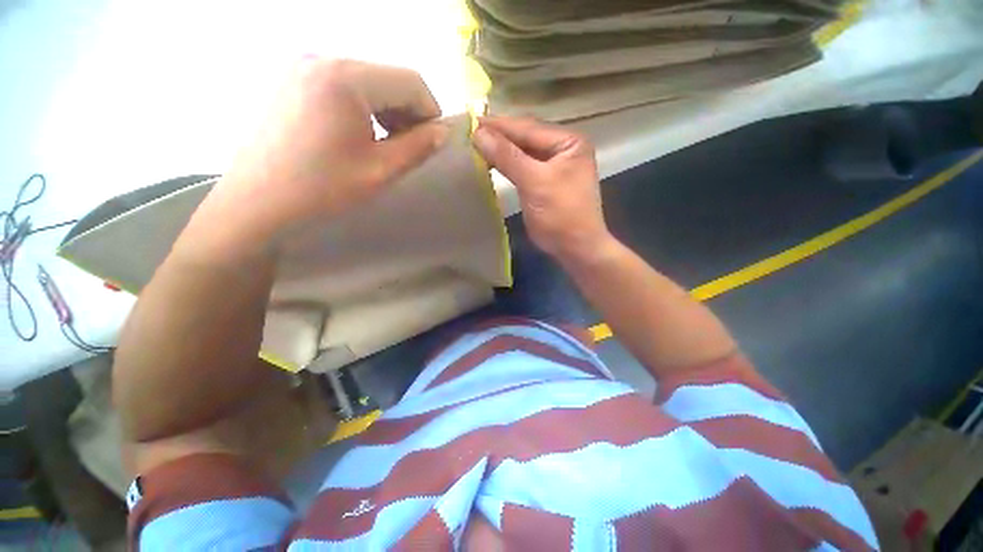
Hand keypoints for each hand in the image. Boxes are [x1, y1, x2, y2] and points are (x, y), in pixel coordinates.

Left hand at [182, 58, 448, 261]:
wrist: (257, 202)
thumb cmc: (322, 188)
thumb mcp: (381, 170)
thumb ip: (418, 147)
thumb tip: (442, 131)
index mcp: (346, 77)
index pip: (410, 80)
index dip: (430, 111)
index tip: (432, 141)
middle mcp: (323, 58)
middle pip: (387, 77)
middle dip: (408, 111)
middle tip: (409, 146)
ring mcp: (302, 67)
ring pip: (366, 81)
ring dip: (386, 110)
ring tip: (385, 143)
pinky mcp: (291, 80)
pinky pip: (342, 85)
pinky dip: (362, 107)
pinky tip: (357, 134)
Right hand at [472, 116, 612, 262]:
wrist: (575, 248)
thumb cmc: (561, 214)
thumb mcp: (535, 182)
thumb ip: (507, 156)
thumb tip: (478, 133)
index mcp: (568, 142)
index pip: (528, 127)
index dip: (498, 125)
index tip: (470, 122)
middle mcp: (562, 148)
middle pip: (525, 138)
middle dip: (498, 136)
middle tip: (468, 133)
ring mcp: (554, 166)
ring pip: (522, 153)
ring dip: (500, 150)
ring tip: (474, 146)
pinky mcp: (544, 182)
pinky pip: (522, 167)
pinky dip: (506, 165)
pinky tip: (489, 162)